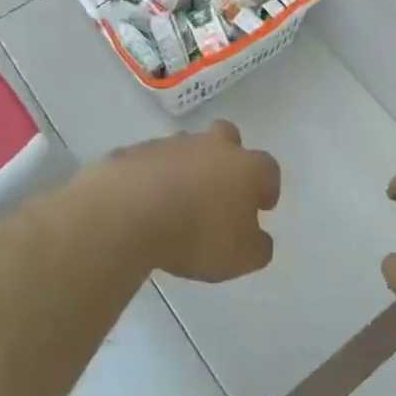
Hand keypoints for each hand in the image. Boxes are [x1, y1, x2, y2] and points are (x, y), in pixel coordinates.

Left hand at [95, 120, 280, 282]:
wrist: (127, 214)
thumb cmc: (197, 235)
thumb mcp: (241, 257)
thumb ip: (257, 247)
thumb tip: (259, 239)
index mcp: (245, 167)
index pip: (268, 168)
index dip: (268, 187)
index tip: (262, 206)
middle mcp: (211, 146)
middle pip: (228, 138)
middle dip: (228, 159)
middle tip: (221, 189)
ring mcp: (171, 145)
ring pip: (188, 149)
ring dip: (188, 168)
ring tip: (178, 202)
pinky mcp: (135, 152)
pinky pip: (152, 163)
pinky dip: (154, 178)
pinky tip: (146, 204)